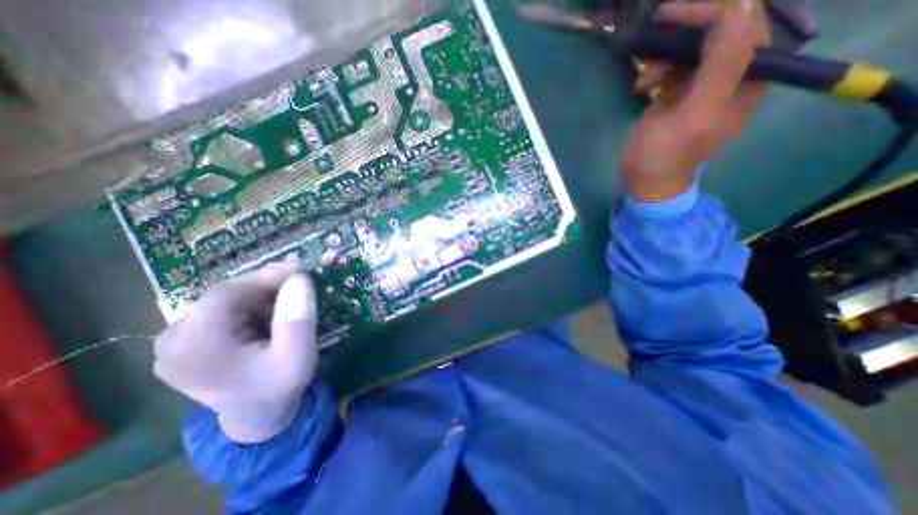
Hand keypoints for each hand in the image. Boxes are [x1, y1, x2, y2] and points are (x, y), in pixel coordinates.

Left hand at [155, 261, 319, 441]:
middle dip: (267, 285)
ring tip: (291, 299)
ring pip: (227, 299)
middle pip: (225, 295)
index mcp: (195, 349)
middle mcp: (174, 341)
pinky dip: (253, 304)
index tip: (301, 268)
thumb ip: (298, 319)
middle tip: (301, 281)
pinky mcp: (189, 339)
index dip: (266, 276)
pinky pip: (225, 309)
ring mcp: (176, 340)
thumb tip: (301, 278)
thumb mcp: (297, 356)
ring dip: (262, 294)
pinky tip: (272, 312)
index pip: (226, 295)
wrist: (258, 416)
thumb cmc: (278, 387)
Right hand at [620, 1, 767, 200]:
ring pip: (694, 48)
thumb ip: (721, 67)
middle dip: (687, 28)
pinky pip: (675, 67)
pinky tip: (641, 86)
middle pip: (721, 31)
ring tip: (643, 80)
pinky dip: (657, 71)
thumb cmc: (664, 157)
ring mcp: (702, 86)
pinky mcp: (679, 95)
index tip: (672, 15)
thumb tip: (740, 6)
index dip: (714, 11)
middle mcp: (730, 78)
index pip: (745, 25)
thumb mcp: (692, 116)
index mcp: (746, 81)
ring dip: (666, 55)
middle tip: (655, 28)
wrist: (644, 183)